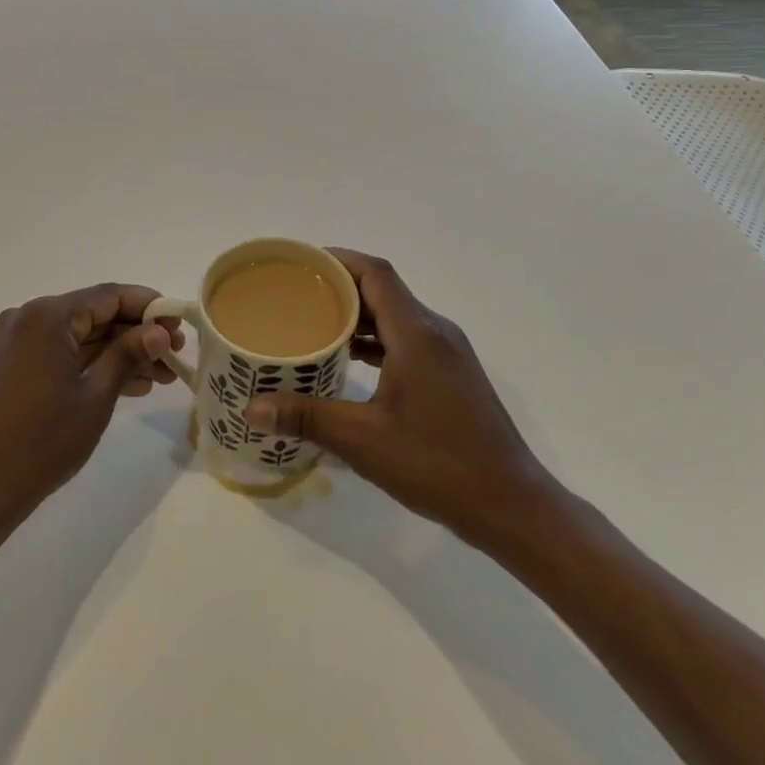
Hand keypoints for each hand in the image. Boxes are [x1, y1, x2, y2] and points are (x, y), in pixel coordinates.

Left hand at [0, 283, 175, 521]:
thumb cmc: (44, 440)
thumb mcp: (96, 396)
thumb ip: (129, 354)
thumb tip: (159, 331)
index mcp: (47, 315)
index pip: (108, 296)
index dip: (148, 306)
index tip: (179, 322)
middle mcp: (29, 317)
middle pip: (95, 315)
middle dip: (136, 334)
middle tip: (175, 354)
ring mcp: (18, 341)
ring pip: (81, 336)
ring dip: (119, 353)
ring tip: (162, 376)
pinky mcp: (15, 365)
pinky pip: (62, 353)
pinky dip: (93, 365)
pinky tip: (131, 385)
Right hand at [241, 249, 561, 549]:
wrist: (512, 505)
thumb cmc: (438, 464)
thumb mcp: (363, 440)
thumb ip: (307, 417)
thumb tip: (252, 409)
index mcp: (416, 333)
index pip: (375, 273)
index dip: (337, 259)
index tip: (300, 262)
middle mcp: (435, 332)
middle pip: (383, 290)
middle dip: (340, 286)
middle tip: (295, 294)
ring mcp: (448, 353)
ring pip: (396, 315)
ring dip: (358, 315)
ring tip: (313, 323)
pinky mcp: (452, 374)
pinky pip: (407, 338)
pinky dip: (376, 339)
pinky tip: (349, 360)